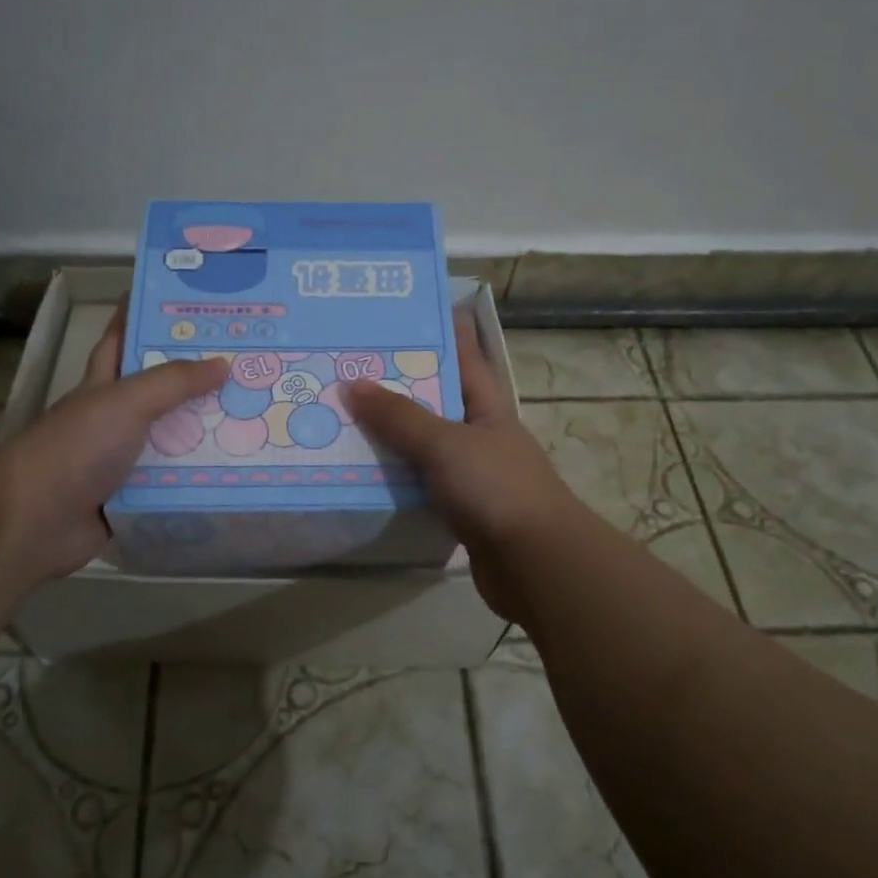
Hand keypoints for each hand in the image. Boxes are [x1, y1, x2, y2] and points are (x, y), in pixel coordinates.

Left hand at [0, 297, 227, 581]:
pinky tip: (240, 470)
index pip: (124, 338)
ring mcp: (126, 459)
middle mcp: (116, 418)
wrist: (36, 522)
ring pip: (175, 438)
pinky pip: (178, 482)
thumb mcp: (125, 402)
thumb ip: (173, 381)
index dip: (146, 315)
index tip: (187, 301)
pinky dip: (203, 478)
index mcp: (104, 384)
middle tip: (249, 363)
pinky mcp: (137, 496)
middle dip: (199, 378)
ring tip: (259, 416)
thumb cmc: (76, 448)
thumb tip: (224, 363)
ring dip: (209, 431)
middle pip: (162, 391)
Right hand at [344, 313, 585, 623]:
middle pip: (435, 400)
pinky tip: (362, 472)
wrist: (535, 564)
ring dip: (390, 435)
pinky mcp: (460, 509)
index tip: (403, 313)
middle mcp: (480, 433)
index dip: (439, 331)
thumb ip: (399, 416)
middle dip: (397, 384)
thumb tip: (352, 384)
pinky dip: (395, 477)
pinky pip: (420, 483)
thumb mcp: (445, 443)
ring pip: (424, 445)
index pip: (463, 355)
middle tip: (349, 366)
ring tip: (342, 416)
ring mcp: (472, 473)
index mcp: (487, 405)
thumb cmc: (496, 488)